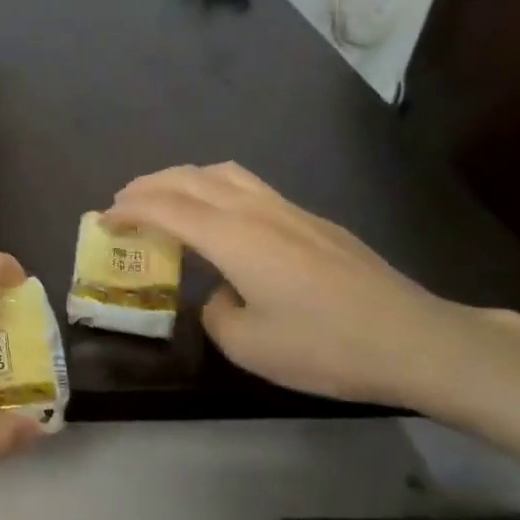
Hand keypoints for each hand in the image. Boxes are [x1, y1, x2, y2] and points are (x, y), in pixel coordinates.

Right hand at [107, 163, 485, 404]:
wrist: (415, 340)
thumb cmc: (324, 346)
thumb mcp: (248, 345)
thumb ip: (215, 311)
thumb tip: (219, 292)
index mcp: (233, 237)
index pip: (166, 208)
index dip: (129, 208)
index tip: (104, 219)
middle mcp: (256, 211)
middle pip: (190, 178)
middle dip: (149, 185)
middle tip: (123, 202)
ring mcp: (289, 211)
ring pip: (224, 173)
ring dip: (184, 178)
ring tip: (165, 198)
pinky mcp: (314, 221)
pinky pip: (249, 186)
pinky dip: (215, 188)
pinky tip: (220, 215)